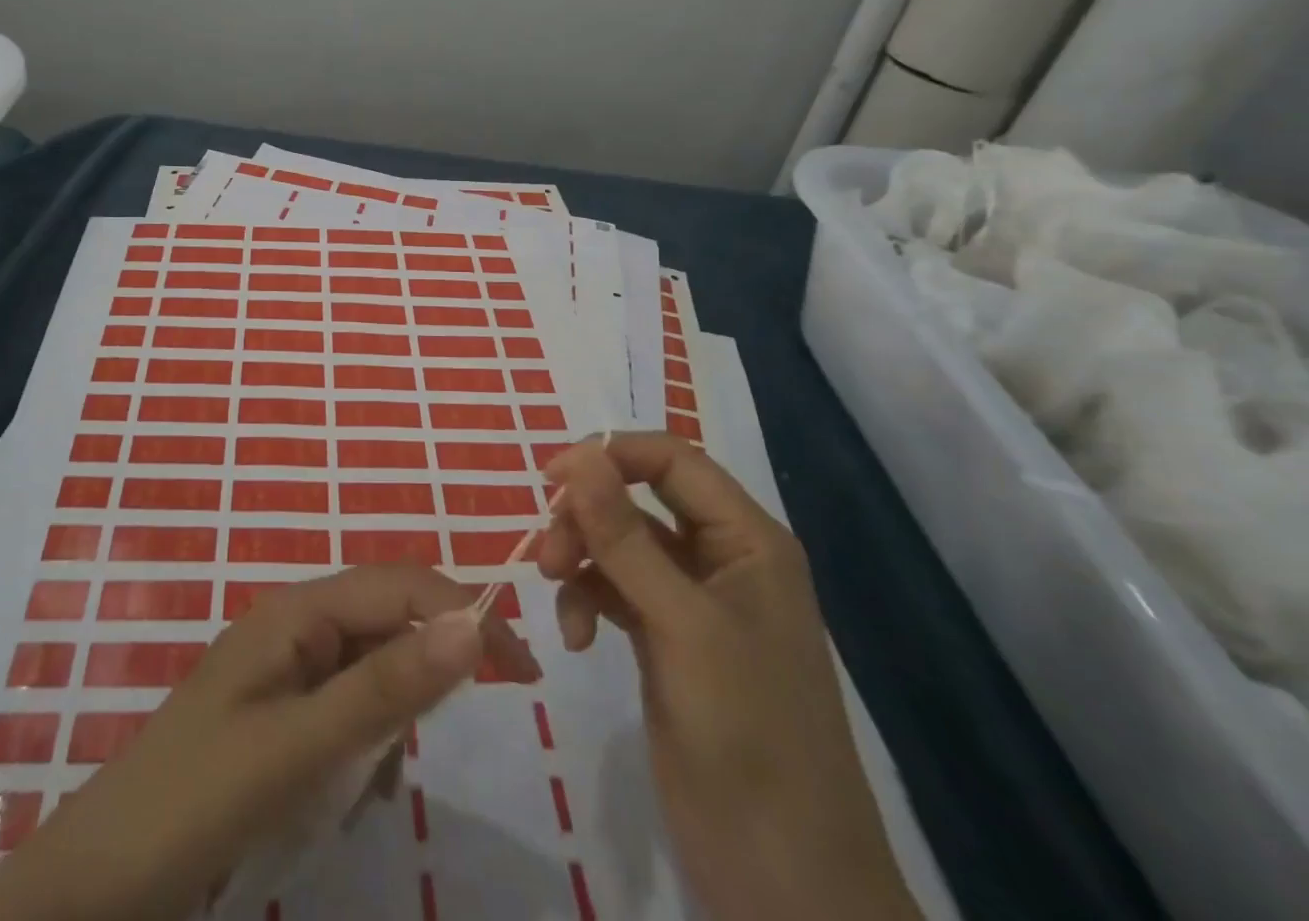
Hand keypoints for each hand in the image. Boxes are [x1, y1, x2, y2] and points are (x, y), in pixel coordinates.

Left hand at [0, 565, 540, 920]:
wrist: (101, 881)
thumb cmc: (196, 801)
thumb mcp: (299, 747)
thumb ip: (385, 687)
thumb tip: (471, 623)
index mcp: (298, 609)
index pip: (401, 585)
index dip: (465, 612)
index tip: (523, 667)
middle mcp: (296, 623)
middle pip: (390, 621)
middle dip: (428, 671)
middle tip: (437, 740)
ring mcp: (287, 667)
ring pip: (375, 670)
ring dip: (391, 722)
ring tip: (363, 788)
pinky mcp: (281, 711)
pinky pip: (349, 708)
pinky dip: (365, 747)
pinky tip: (345, 795)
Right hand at [540, 435, 918, 920]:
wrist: (786, 882)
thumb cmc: (748, 736)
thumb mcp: (681, 626)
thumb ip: (624, 536)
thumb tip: (579, 454)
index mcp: (747, 540)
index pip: (672, 460)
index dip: (611, 455)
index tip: (551, 477)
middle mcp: (721, 558)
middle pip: (639, 498)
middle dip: (587, 516)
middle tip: (546, 554)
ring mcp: (693, 602)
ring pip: (620, 543)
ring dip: (581, 558)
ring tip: (555, 592)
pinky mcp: (668, 641)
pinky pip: (615, 590)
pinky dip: (588, 600)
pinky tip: (576, 639)